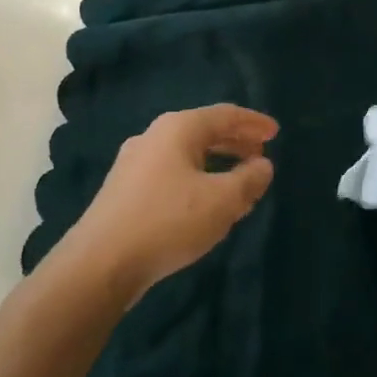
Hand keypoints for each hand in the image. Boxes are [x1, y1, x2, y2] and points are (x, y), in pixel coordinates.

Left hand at [58, 105, 277, 303]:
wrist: (101, 262)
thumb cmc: (168, 221)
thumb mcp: (221, 201)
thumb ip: (249, 179)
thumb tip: (263, 165)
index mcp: (177, 128)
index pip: (224, 115)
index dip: (253, 122)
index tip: (275, 132)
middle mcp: (153, 138)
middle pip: (203, 132)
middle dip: (235, 142)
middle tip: (261, 155)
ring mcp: (135, 164)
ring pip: (187, 156)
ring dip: (218, 165)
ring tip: (240, 183)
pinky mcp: (126, 191)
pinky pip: (172, 175)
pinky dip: (197, 180)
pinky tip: (206, 204)